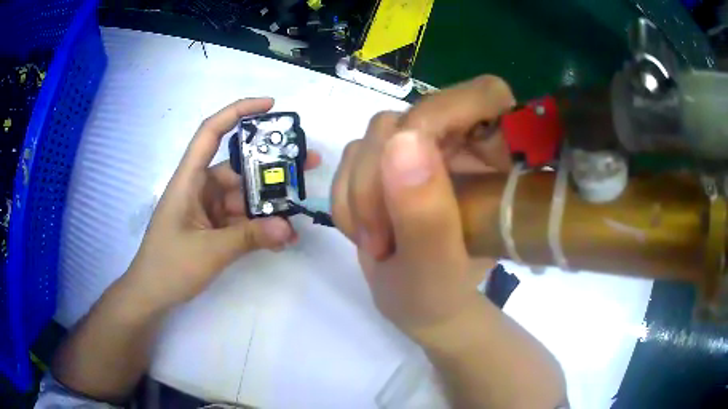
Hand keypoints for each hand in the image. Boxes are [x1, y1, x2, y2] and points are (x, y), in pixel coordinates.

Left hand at [124, 98, 320, 309]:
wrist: (152, 295)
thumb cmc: (169, 267)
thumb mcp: (209, 251)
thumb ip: (249, 238)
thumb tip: (289, 227)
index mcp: (189, 180)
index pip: (211, 132)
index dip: (238, 112)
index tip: (270, 105)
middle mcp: (200, 187)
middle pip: (238, 166)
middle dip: (271, 165)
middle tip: (307, 163)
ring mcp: (208, 209)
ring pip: (243, 196)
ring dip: (269, 203)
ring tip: (300, 208)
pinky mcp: (214, 227)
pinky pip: (241, 220)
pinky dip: (260, 226)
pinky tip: (282, 236)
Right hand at [331, 76, 515, 336]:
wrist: (414, 303)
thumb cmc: (440, 295)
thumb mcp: (435, 270)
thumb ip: (426, 214)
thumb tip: (400, 141)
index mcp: (501, 160)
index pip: (486, 96)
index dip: (446, 112)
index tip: (408, 164)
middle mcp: (464, 142)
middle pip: (412, 116)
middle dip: (380, 179)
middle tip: (378, 238)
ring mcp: (424, 147)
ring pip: (375, 135)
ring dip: (359, 193)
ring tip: (375, 243)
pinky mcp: (391, 158)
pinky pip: (352, 153)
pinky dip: (346, 196)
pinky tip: (363, 231)